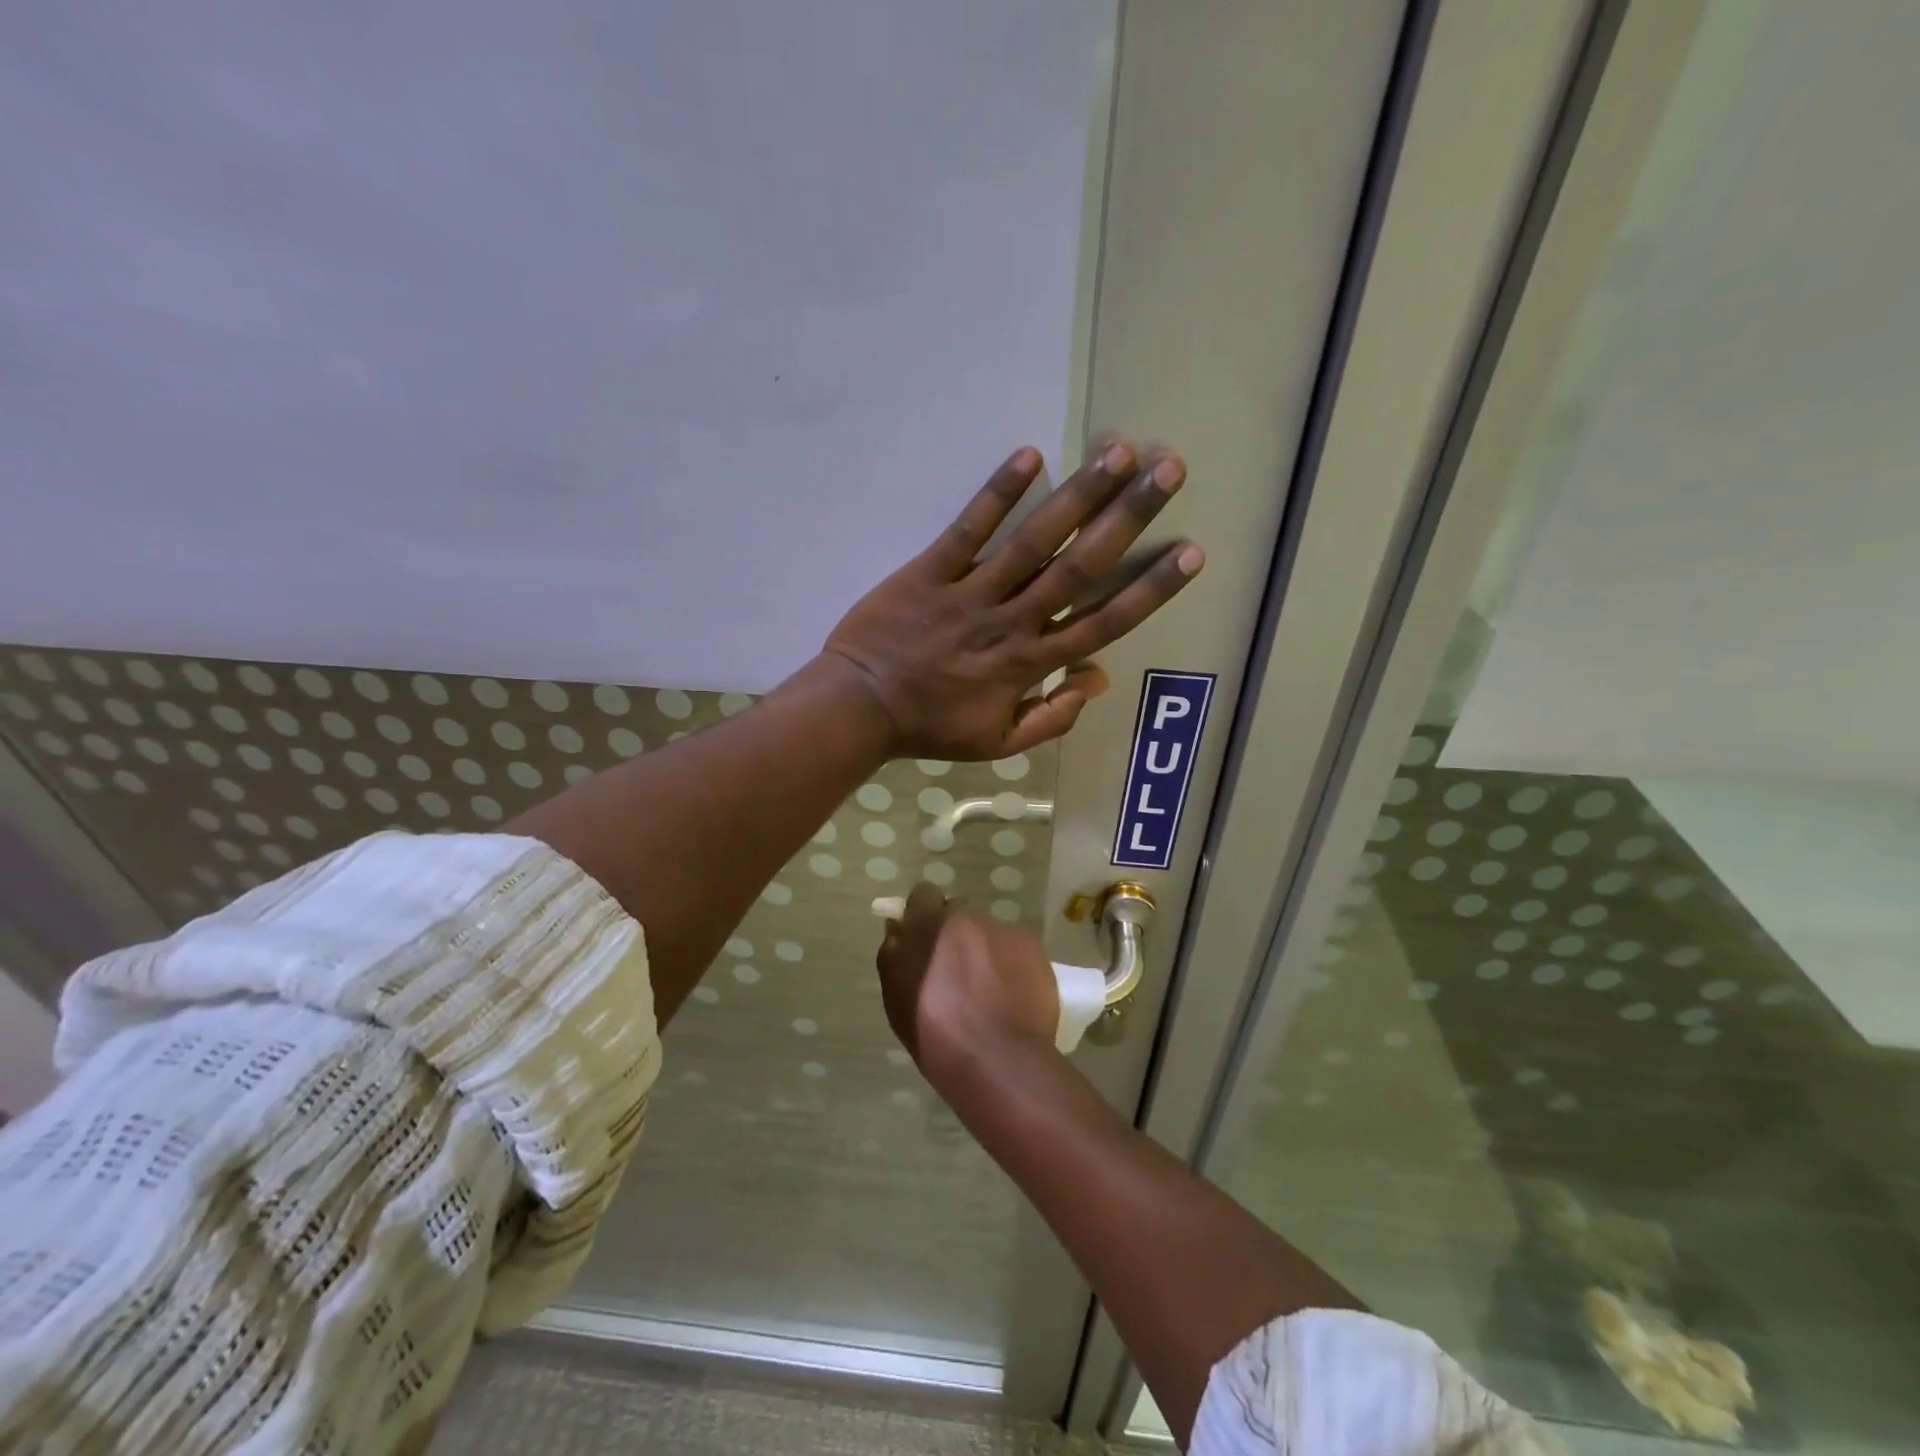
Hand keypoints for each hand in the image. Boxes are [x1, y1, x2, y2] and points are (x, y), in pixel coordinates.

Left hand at [824, 438, 1202, 759]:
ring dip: (1079, 495)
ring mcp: (970, 594)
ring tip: (1119, 451)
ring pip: (1033, 542)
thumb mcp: (998, 743)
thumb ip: (1051, 718)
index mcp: (1030, 664)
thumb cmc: (930, 726)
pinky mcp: (929, 572)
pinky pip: (967, 530)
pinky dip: (997, 495)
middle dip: (1128, 520)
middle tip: (1169, 471)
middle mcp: (1011, 622)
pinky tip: (1031, 455)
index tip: (1190, 553)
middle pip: (1080, 568)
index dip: (1149, 589)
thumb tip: (1098, 680)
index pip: (1103, 623)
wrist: (859, 709)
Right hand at [876, 885, 1061, 1092]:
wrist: (999, 1061)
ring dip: (985, 951)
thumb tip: (897, 928)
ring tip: (989, 991)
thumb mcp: (897, 998)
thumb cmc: (936, 1035)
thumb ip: (895, 954)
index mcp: (929, 924)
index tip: (924, 941)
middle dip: (955, 936)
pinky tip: (1012, 996)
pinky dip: (1012, 965)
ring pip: (989, 933)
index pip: (923, 895)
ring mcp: (1004, 930)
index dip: (923, 915)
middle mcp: (968, 917)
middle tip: (955, 972)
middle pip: (958, 915)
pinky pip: (1016, 949)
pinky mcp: (1033, 947)